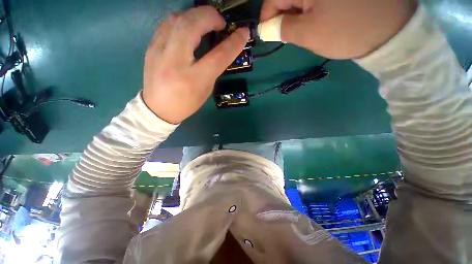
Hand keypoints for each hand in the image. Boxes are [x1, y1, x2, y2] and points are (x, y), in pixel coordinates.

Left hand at [143, 6, 248, 123]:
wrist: (158, 108)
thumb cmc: (187, 103)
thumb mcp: (206, 89)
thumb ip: (214, 69)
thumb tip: (221, 49)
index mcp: (194, 79)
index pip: (218, 56)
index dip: (234, 43)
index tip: (243, 33)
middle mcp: (176, 62)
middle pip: (193, 26)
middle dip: (211, 16)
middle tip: (220, 22)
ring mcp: (159, 51)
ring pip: (177, 18)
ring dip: (195, 15)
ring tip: (205, 22)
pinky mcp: (151, 47)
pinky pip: (167, 24)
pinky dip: (182, 20)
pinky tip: (188, 26)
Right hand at [260, 0, 416, 58]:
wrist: (388, 31)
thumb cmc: (344, 32)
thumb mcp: (308, 34)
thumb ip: (283, 28)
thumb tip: (268, 27)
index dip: (267, 17)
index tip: (267, 33)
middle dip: (283, 16)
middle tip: (287, 34)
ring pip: (300, 0)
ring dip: (297, 14)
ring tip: (304, 28)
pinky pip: (314, 0)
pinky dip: (309, 10)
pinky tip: (316, 19)